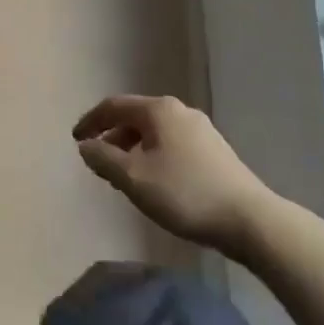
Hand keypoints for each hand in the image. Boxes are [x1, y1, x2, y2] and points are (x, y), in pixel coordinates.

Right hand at [73, 95, 273, 257]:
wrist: (248, 219)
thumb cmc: (184, 193)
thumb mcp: (134, 178)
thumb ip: (104, 159)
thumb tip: (86, 146)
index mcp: (158, 110)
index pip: (114, 106)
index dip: (91, 121)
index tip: (75, 141)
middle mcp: (179, 111)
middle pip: (135, 117)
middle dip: (112, 136)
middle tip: (98, 161)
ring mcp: (200, 129)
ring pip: (154, 132)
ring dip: (132, 148)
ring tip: (123, 175)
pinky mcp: (214, 150)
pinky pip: (171, 144)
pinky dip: (153, 155)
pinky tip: (154, 180)